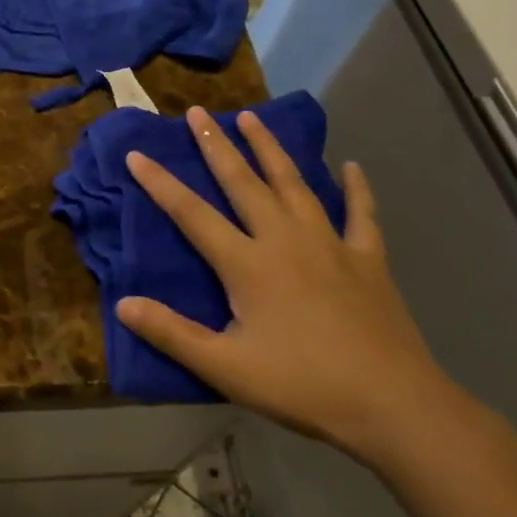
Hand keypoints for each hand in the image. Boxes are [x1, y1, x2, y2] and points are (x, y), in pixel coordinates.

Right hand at [118, 106, 459, 464]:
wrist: (393, 405)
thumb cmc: (302, 385)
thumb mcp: (226, 368)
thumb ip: (172, 333)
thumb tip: (122, 304)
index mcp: (248, 264)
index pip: (192, 214)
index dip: (160, 184)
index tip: (136, 154)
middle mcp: (285, 240)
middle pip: (243, 182)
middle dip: (216, 145)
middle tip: (198, 112)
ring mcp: (330, 244)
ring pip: (293, 184)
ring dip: (270, 149)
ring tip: (252, 118)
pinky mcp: (368, 259)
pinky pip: (361, 214)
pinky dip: (356, 188)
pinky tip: (351, 166)